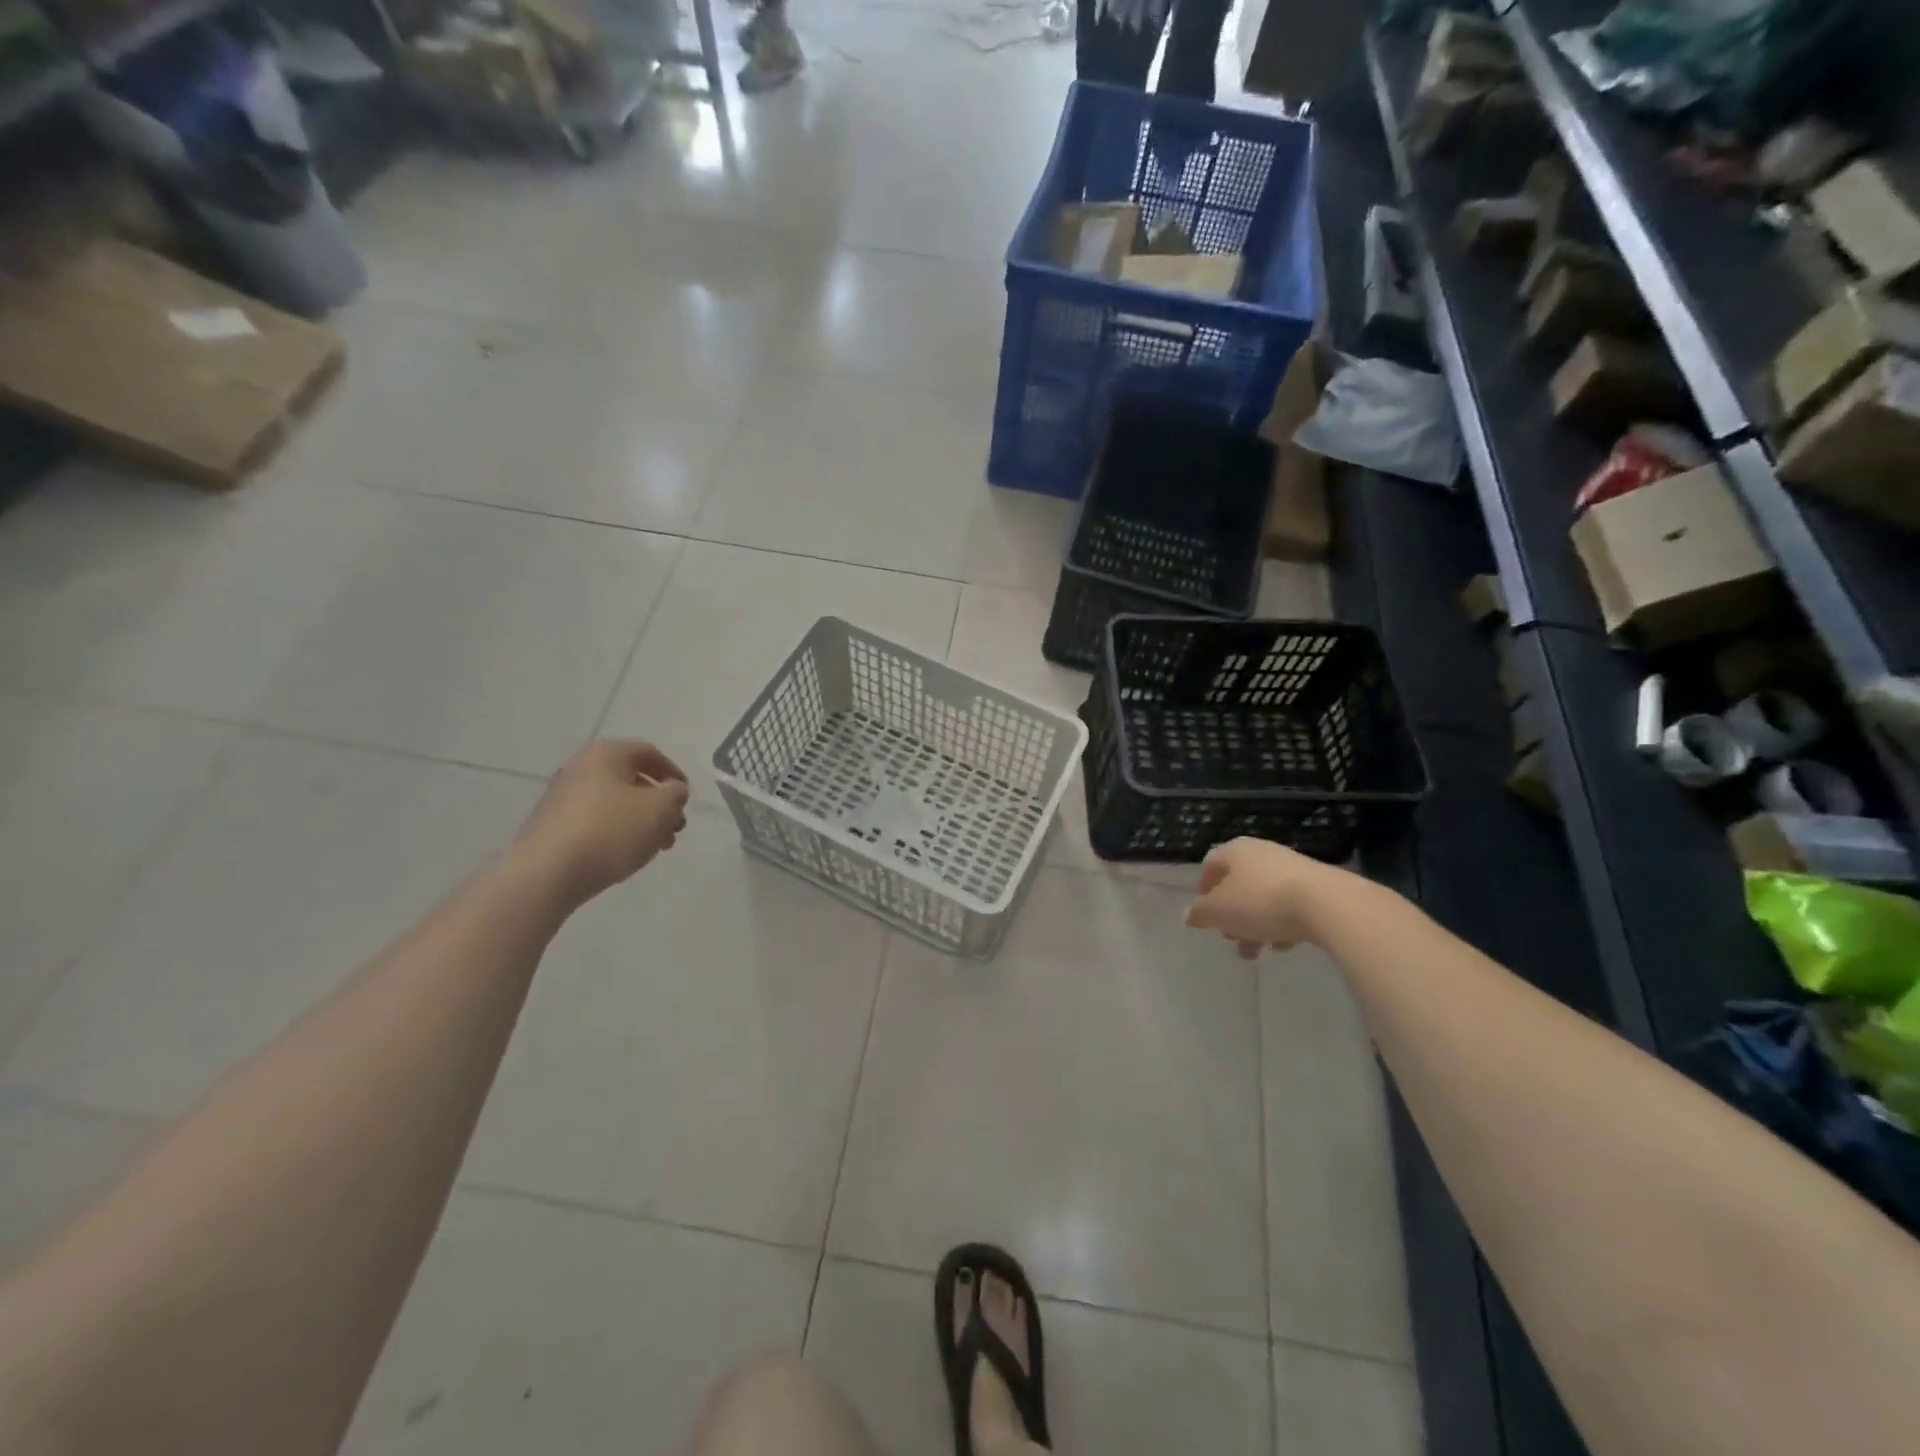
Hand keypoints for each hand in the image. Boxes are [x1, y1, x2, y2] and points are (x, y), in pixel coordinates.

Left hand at [514, 740, 689, 905]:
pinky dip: (617, 832)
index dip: (674, 774)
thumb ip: (676, 794)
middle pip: (632, 779)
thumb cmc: (612, 830)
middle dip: (659, 803)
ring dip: (641, 821)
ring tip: (655, 847)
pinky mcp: (552, 825)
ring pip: (615, 803)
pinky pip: (595, 821)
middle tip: (674, 828)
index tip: (685, 800)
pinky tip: (626, 854)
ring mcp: (562, 797)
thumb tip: (672, 791)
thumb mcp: (661, 808)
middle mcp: (580, 767)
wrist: (547, 872)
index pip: (650, 753)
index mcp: (606, 753)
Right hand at [1184, 838, 1350, 958]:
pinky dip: (1282, 924)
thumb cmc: (1261, 901)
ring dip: (1255, 924)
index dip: (1203, 887)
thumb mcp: (1219, 911)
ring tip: (1255, 952)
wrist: (1327, 904)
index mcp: (1235, 851)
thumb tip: (1188, 915)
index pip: (1211, 863)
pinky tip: (1283, 945)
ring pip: (1263, 898)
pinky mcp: (1317, 887)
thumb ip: (1200, 913)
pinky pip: (1290, 905)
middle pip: (1238, 884)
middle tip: (1229, 938)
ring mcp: (1292, 868)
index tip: (1203, 912)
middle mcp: (1262, 853)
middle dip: (1231, 914)